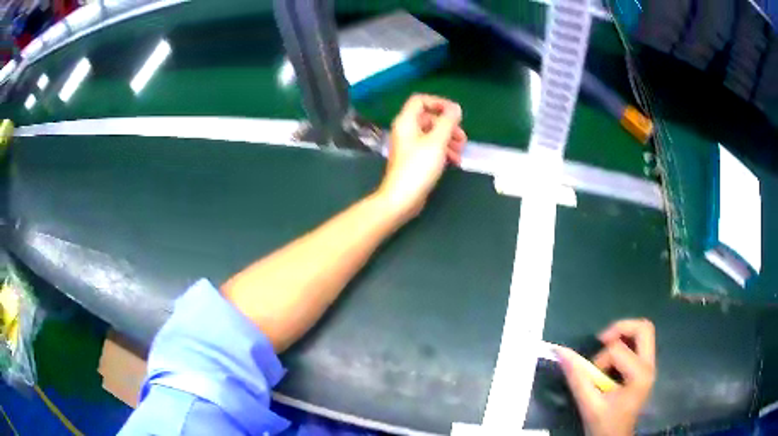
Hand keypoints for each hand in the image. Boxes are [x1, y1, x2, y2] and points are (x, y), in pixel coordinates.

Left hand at [377, 94, 466, 219]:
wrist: (402, 198)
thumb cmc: (418, 167)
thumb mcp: (437, 142)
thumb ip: (448, 122)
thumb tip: (455, 108)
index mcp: (407, 121)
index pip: (420, 101)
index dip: (439, 103)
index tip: (455, 113)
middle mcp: (406, 130)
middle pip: (429, 118)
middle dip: (448, 126)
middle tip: (462, 137)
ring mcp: (409, 146)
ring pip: (432, 134)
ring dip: (448, 139)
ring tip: (460, 151)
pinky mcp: (413, 159)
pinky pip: (430, 148)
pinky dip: (442, 150)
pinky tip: (454, 161)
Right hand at [557, 319, 655, 435]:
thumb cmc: (604, 425)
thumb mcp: (588, 404)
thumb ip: (577, 378)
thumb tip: (561, 353)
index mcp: (639, 375)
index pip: (618, 350)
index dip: (599, 359)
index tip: (590, 376)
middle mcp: (650, 366)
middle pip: (643, 328)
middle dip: (620, 328)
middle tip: (602, 340)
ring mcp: (650, 366)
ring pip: (644, 333)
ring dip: (623, 336)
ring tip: (606, 350)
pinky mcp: (646, 368)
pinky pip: (640, 344)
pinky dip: (626, 344)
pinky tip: (612, 360)